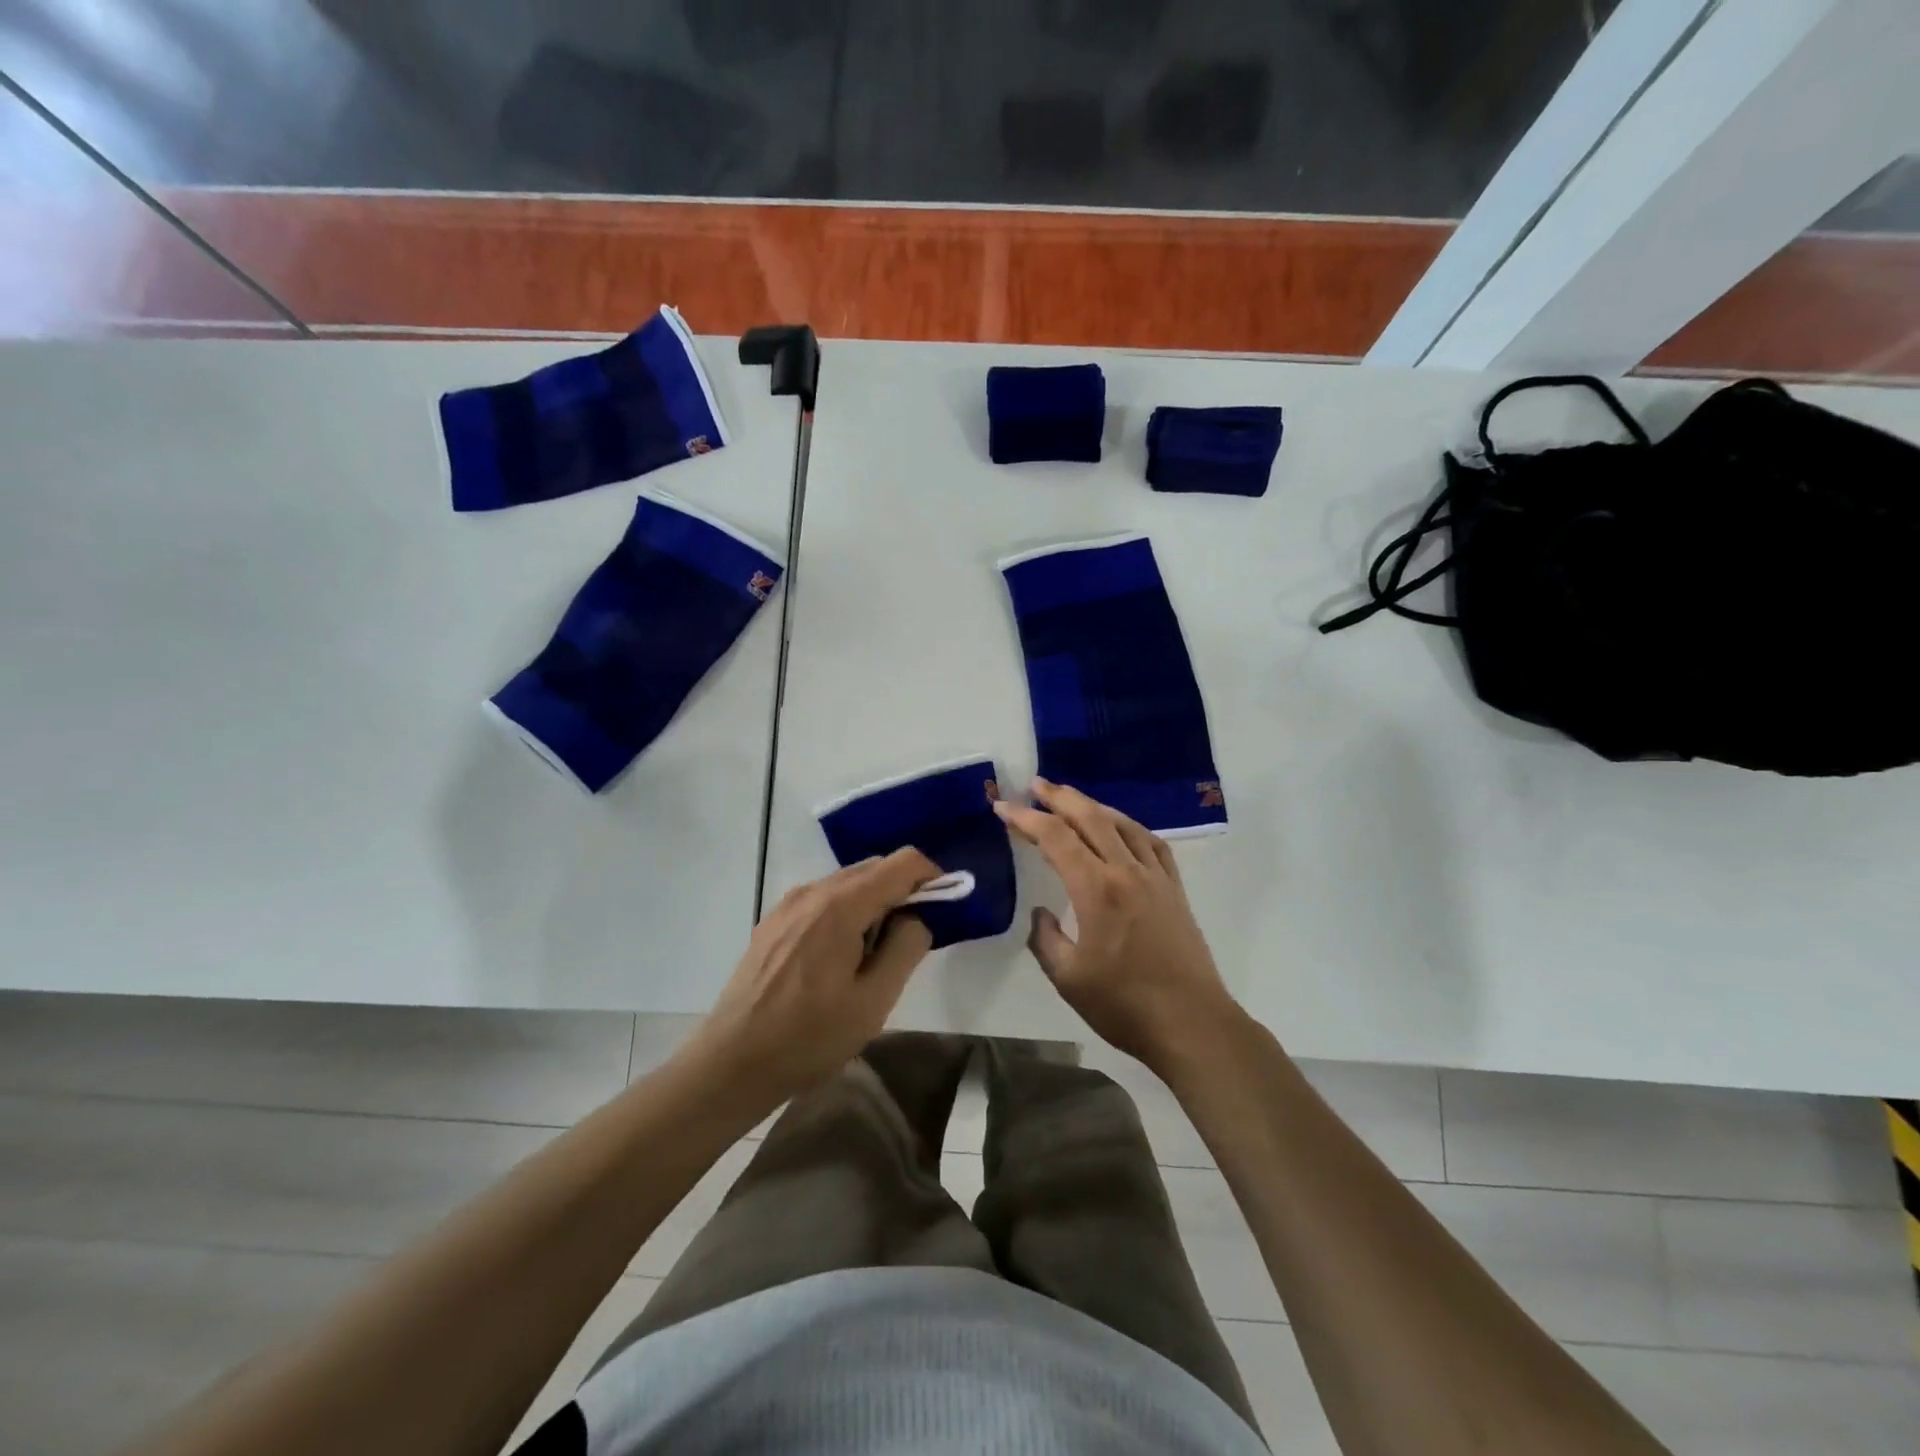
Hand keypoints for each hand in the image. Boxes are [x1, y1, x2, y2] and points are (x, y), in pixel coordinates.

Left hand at [690, 848, 940, 1105]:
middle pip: (874, 867)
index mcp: (841, 905)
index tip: (944, 908)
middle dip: (903, 891)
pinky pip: (824, 899)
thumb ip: (904, 949)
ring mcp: (789, 903)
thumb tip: (916, 918)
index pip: (902, 863)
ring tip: (876, 954)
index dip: (931, 877)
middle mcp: (813, 891)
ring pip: (848, 882)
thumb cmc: (808, 1037)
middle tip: (913, 938)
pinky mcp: (774, 921)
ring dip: (874, 903)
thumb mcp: (872, 1002)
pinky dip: (847, 911)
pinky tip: (841, 957)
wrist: (731, 1062)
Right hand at [997, 779, 1240, 1073]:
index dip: (1026, 818)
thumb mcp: (1068, 978)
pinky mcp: (1174, 889)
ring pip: (1121, 824)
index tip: (1002, 806)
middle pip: (1090, 818)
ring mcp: (1155, 877)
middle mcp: (1126, 871)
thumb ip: (1046, 939)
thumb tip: (1042, 913)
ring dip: (1092, 805)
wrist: (1192, 1024)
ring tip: (1070, 798)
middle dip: (1059, 797)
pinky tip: (1120, 827)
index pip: (1055, 838)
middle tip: (1035, 784)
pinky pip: (1150, 842)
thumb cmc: (1124, 1005)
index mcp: (1096, 889)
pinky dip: (1129, 826)